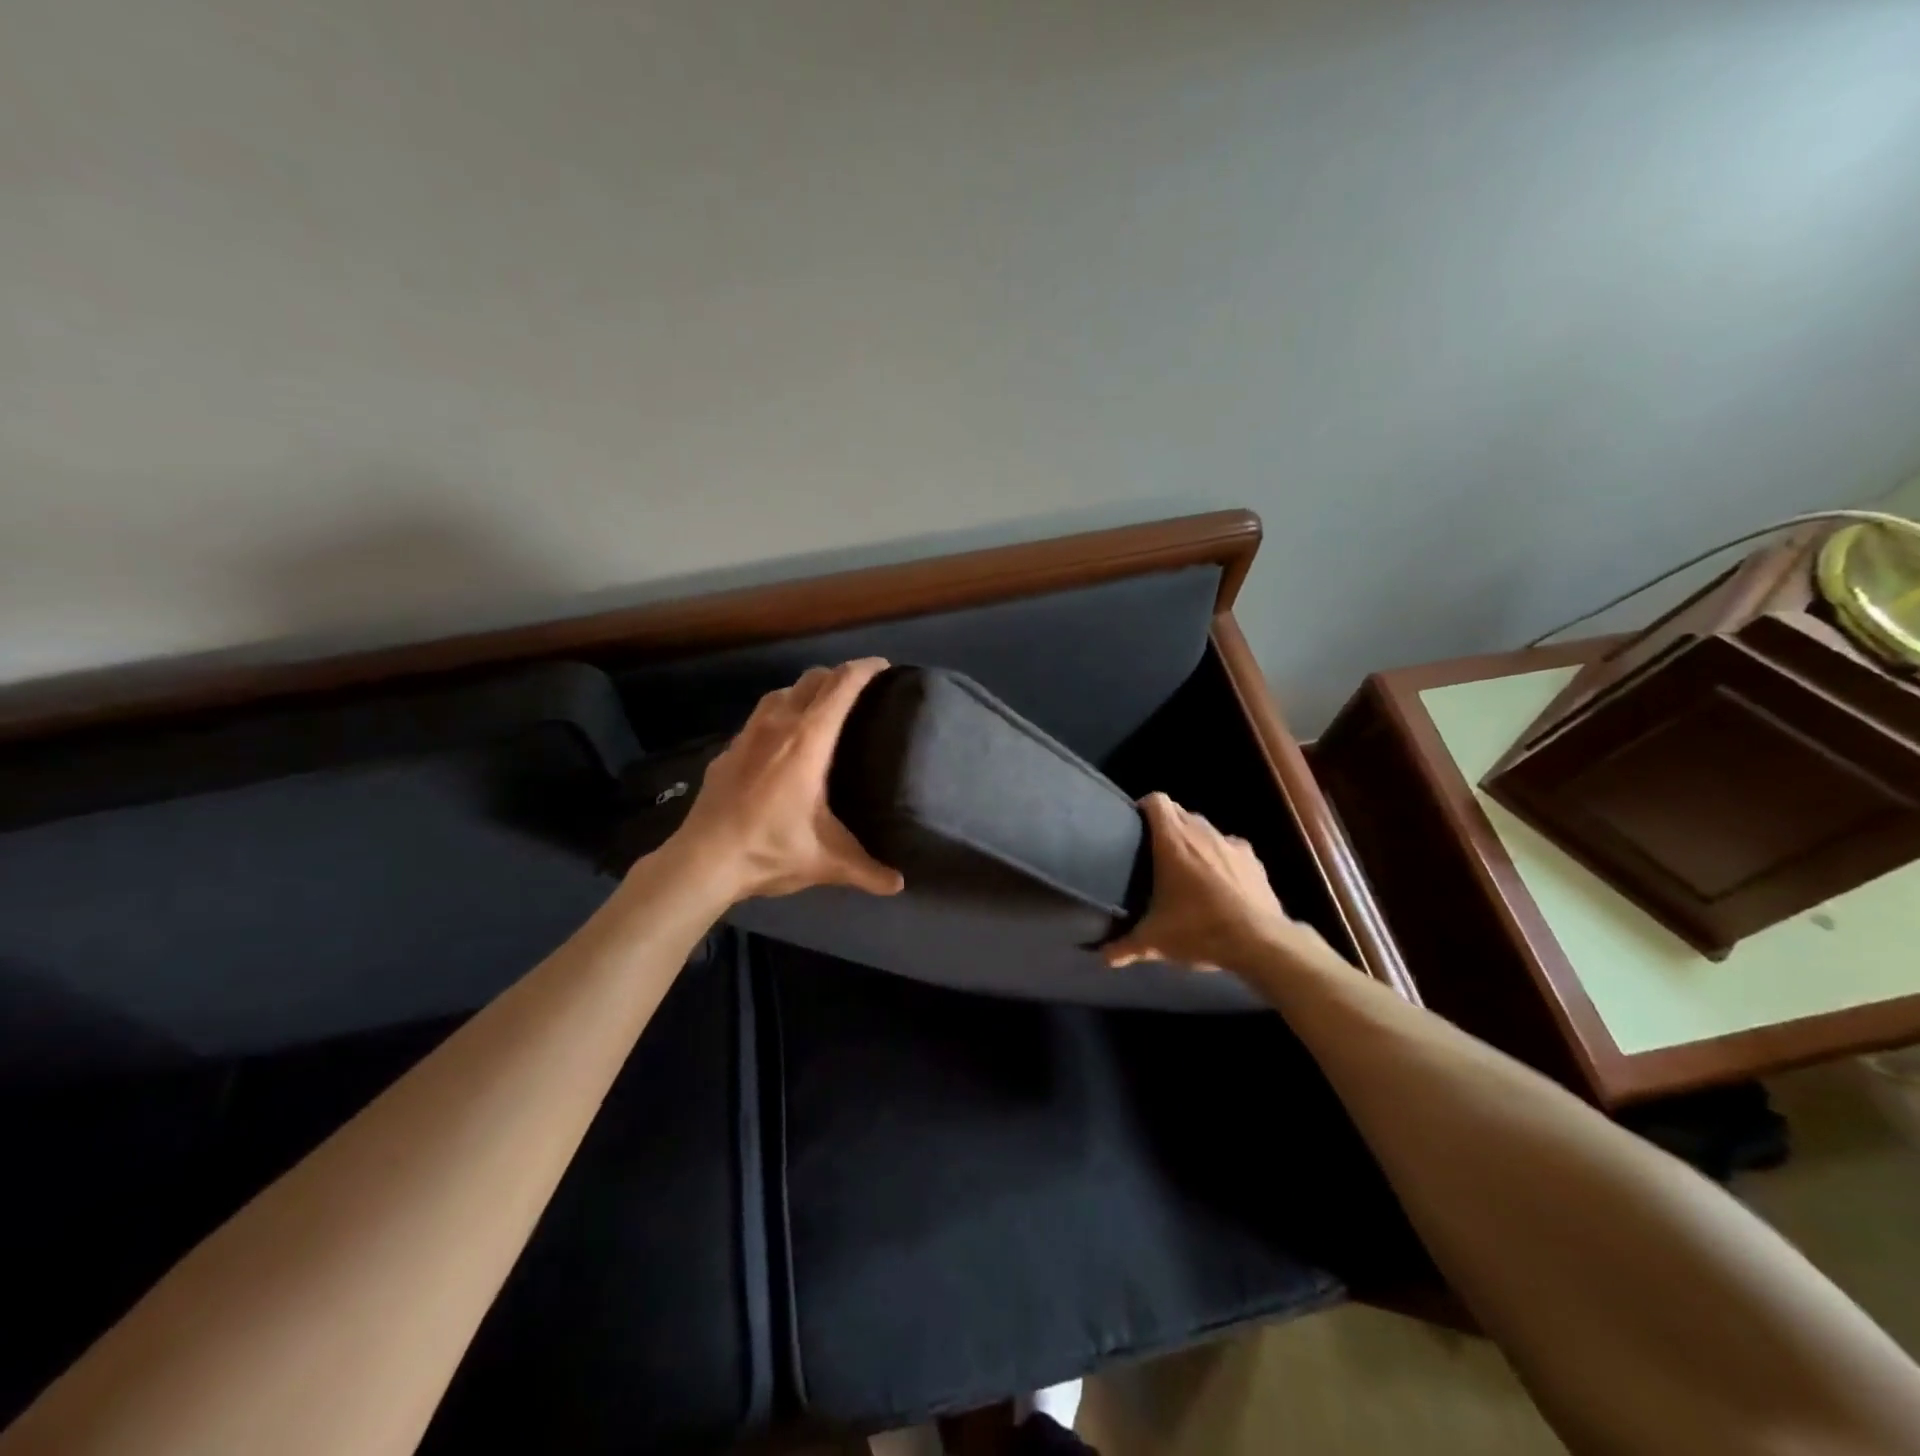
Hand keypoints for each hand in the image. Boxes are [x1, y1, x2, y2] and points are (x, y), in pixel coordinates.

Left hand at [664, 658, 906, 904]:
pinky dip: (780, 714)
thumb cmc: (769, 850)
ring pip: (782, 691)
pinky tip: (782, 743)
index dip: (866, 669)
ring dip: (806, 691)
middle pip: (813, 678)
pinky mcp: (728, 749)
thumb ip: (867, 870)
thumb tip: (899, 883)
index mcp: (808, 739)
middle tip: (861, 692)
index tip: (885, 667)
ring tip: (823, 711)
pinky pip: (760, 716)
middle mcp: (778, 724)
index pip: (842, 685)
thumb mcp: (827, 862)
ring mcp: (748, 733)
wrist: (702, 860)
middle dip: (839, 676)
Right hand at [1102, 792, 1315, 975]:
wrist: (1261, 942)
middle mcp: (1202, 832)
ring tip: (1187, 869)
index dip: (1144, 808)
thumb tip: (1103, 958)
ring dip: (1194, 841)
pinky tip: (1220, 883)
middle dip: (1167, 826)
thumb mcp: (1155, 941)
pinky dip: (1221, 857)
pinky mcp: (1254, 859)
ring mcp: (1231, 843)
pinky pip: (1230, 848)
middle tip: (1155, 853)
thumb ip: (1125, 946)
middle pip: (1179, 812)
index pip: (1156, 801)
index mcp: (1173, 840)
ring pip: (1205, 829)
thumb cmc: (1199, 929)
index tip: (1135, 826)